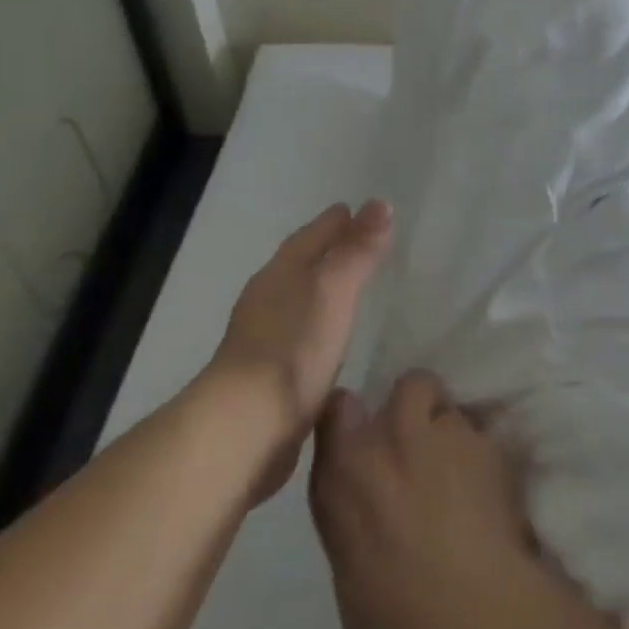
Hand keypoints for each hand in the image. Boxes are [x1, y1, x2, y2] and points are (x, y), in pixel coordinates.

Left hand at [203, 200, 391, 500]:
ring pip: (298, 300)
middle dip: (325, 251)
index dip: (332, 223)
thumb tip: (381, 204)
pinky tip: (332, 338)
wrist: (247, 425)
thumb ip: (357, 251)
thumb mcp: (333, 291)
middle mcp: (267, 301)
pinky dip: (319, 325)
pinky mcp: (271, 375)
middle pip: (299, 265)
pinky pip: (301, 335)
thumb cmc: (293, 348)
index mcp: (279, 275)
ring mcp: (265, 339)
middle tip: (356, 241)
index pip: (309, 237)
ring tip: (349, 286)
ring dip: (321, 289)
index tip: (353, 207)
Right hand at [309, 371, 554, 628]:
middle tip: (428, 448)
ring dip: (457, 435)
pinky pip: (487, 438)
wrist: (472, 623)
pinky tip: (493, 494)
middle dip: (421, 407)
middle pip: (411, 384)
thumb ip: (353, 507)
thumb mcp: (348, 566)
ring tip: (467, 478)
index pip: (340, 407)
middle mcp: (392, 436)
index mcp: (343, 471)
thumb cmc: (395, 621)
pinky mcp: (493, 446)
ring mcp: (448, 434)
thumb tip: (364, 490)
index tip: (369, 432)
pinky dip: (488, 458)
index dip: (358, 416)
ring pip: (455, 409)